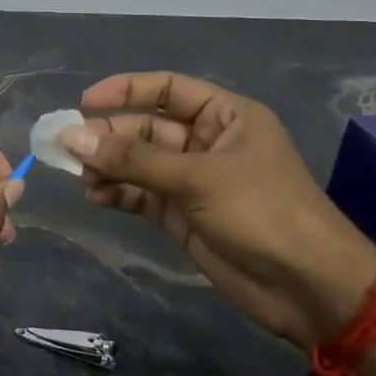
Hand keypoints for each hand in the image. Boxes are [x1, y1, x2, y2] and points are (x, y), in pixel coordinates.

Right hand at [63, 72, 375, 347]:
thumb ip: (133, 159)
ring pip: (139, 163)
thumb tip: (73, 137)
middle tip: (68, 147)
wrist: (307, 286)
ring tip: (80, 177)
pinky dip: (117, 193)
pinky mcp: (183, 216)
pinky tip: (95, 196)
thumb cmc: (261, 212)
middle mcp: (207, 143)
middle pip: (147, 128)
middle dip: (109, 136)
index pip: (168, 89)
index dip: (126, 90)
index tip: (85, 101)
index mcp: (226, 116)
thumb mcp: (196, 178)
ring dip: (109, 167)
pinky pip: (141, 195)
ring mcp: (194, 181)